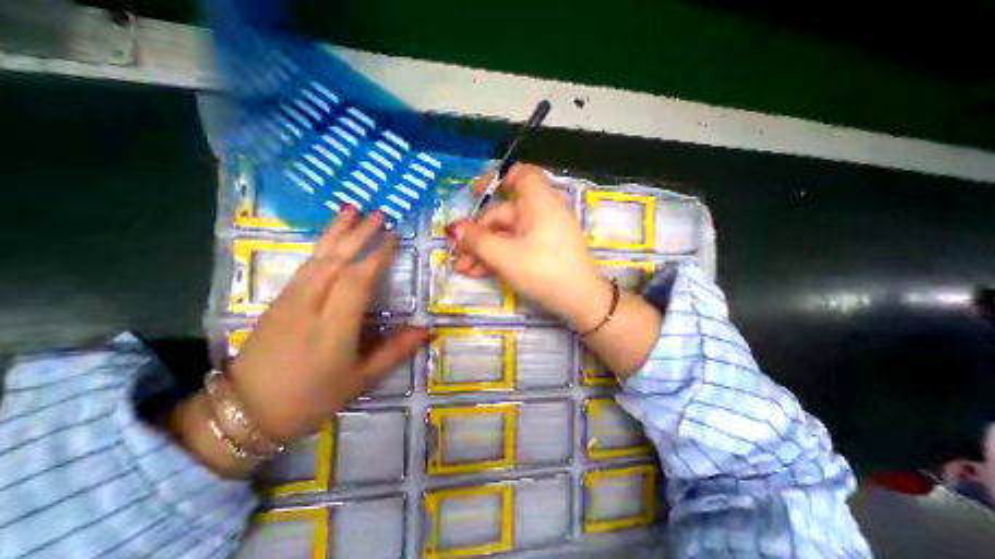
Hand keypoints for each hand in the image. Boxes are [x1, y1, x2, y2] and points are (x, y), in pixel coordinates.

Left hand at [226, 207, 430, 443]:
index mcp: (334, 326)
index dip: (376, 255)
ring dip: (336, 232)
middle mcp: (311, 305)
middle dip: (359, 234)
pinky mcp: (279, 300)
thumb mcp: (362, 379)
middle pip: (337, 260)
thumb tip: (428, 330)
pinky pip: (305, 265)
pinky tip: (329, 238)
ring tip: (352, 209)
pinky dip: (320, 246)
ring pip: (317, 257)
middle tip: (379, 213)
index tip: (393, 237)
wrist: (244, 412)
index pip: (358, 280)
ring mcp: (290, 300)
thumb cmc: (312, 397)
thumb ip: (397, 350)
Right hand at [448, 167, 610, 331]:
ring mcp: (543, 233)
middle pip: (503, 213)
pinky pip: (516, 246)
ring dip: (483, 249)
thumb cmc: (543, 271)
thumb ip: (476, 240)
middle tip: (458, 253)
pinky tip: (477, 272)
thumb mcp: (504, 256)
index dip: (496, 179)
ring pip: (507, 234)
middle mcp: (542, 213)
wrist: (580, 302)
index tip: (475, 194)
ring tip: (462, 268)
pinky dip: (498, 256)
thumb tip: (453, 228)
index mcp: (539, 202)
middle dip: (478, 234)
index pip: (520, 174)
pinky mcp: (543, 250)